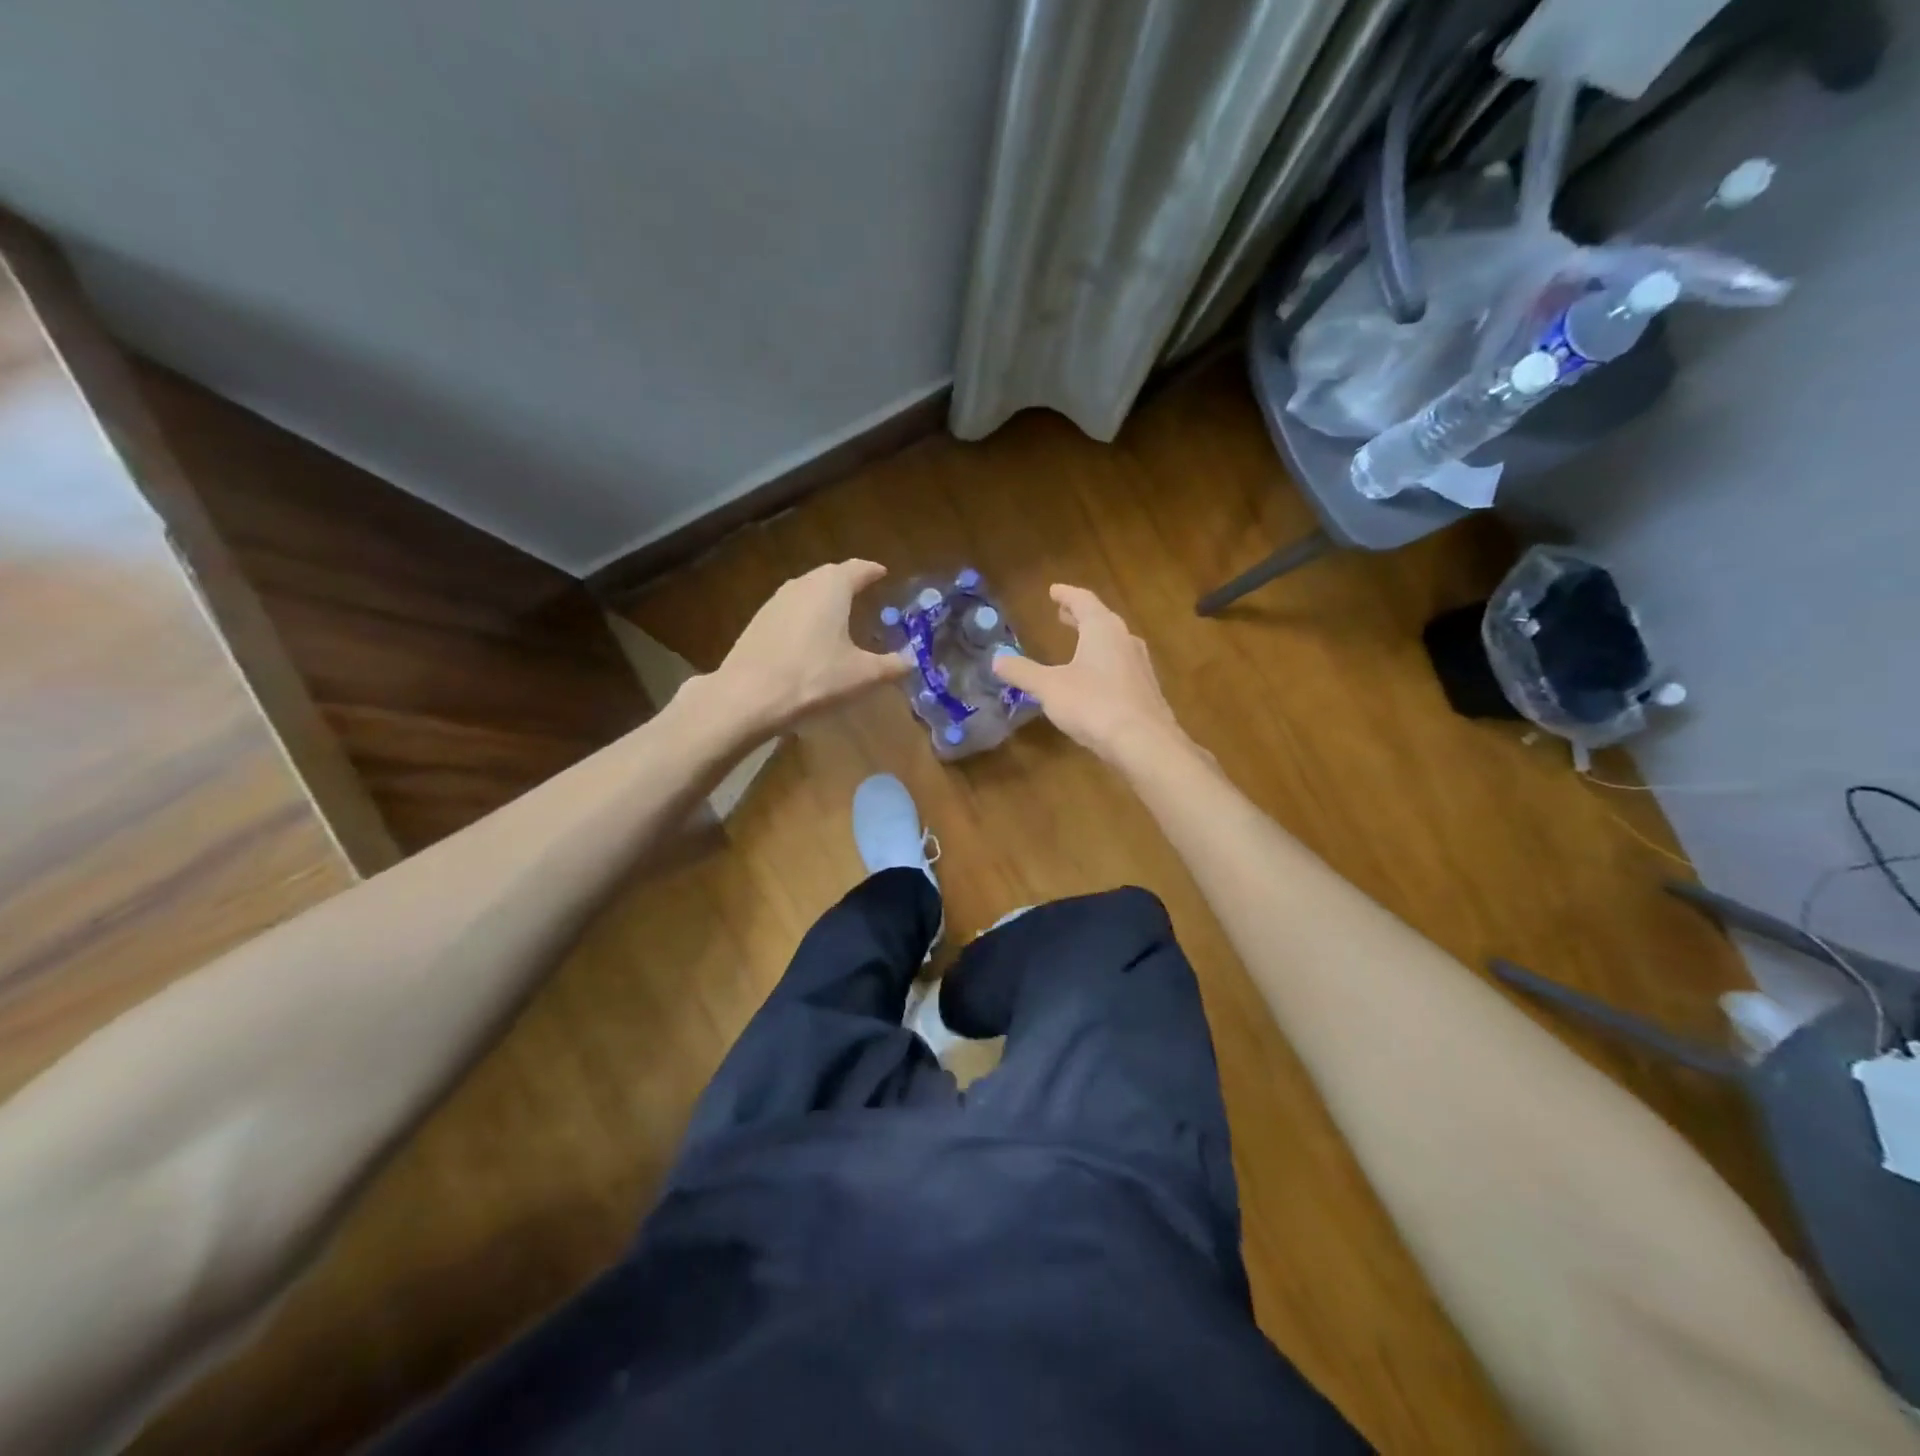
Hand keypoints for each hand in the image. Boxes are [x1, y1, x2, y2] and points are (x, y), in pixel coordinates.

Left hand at [707, 560, 908, 734]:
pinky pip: (790, 609)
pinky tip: (809, 635)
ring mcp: (775, 601)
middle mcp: (802, 585)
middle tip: (864, 591)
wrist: (749, 696)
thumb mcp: (862, 676)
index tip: (883, 573)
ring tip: (838, 612)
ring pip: (807, 590)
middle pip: (829, 575)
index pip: (858, 569)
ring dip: (824, 597)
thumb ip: (892, 666)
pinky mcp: (758, 622)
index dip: (872, 571)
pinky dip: (805, 614)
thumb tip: (912, 661)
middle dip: (848, 580)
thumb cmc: (814, 678)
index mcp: (832, 588)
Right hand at [992, 585, 1187, 763]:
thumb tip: (996, 659)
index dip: (1066, 594)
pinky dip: (1105, 662)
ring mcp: (1140, 665)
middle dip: (1080, 616)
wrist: (1143, 742)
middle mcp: (1125, 639)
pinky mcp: (1146, 690)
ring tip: (1078, 642)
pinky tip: (1096, 679)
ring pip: (1114, 643)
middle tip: (1063, 614)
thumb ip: (1022, 672)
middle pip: (1101, 619)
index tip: (1053, 590)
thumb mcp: (1048, 687)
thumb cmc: (1093, 704)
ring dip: (1094, 639)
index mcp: (1102, 629)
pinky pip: (1121, 665)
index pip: (1083, 601)